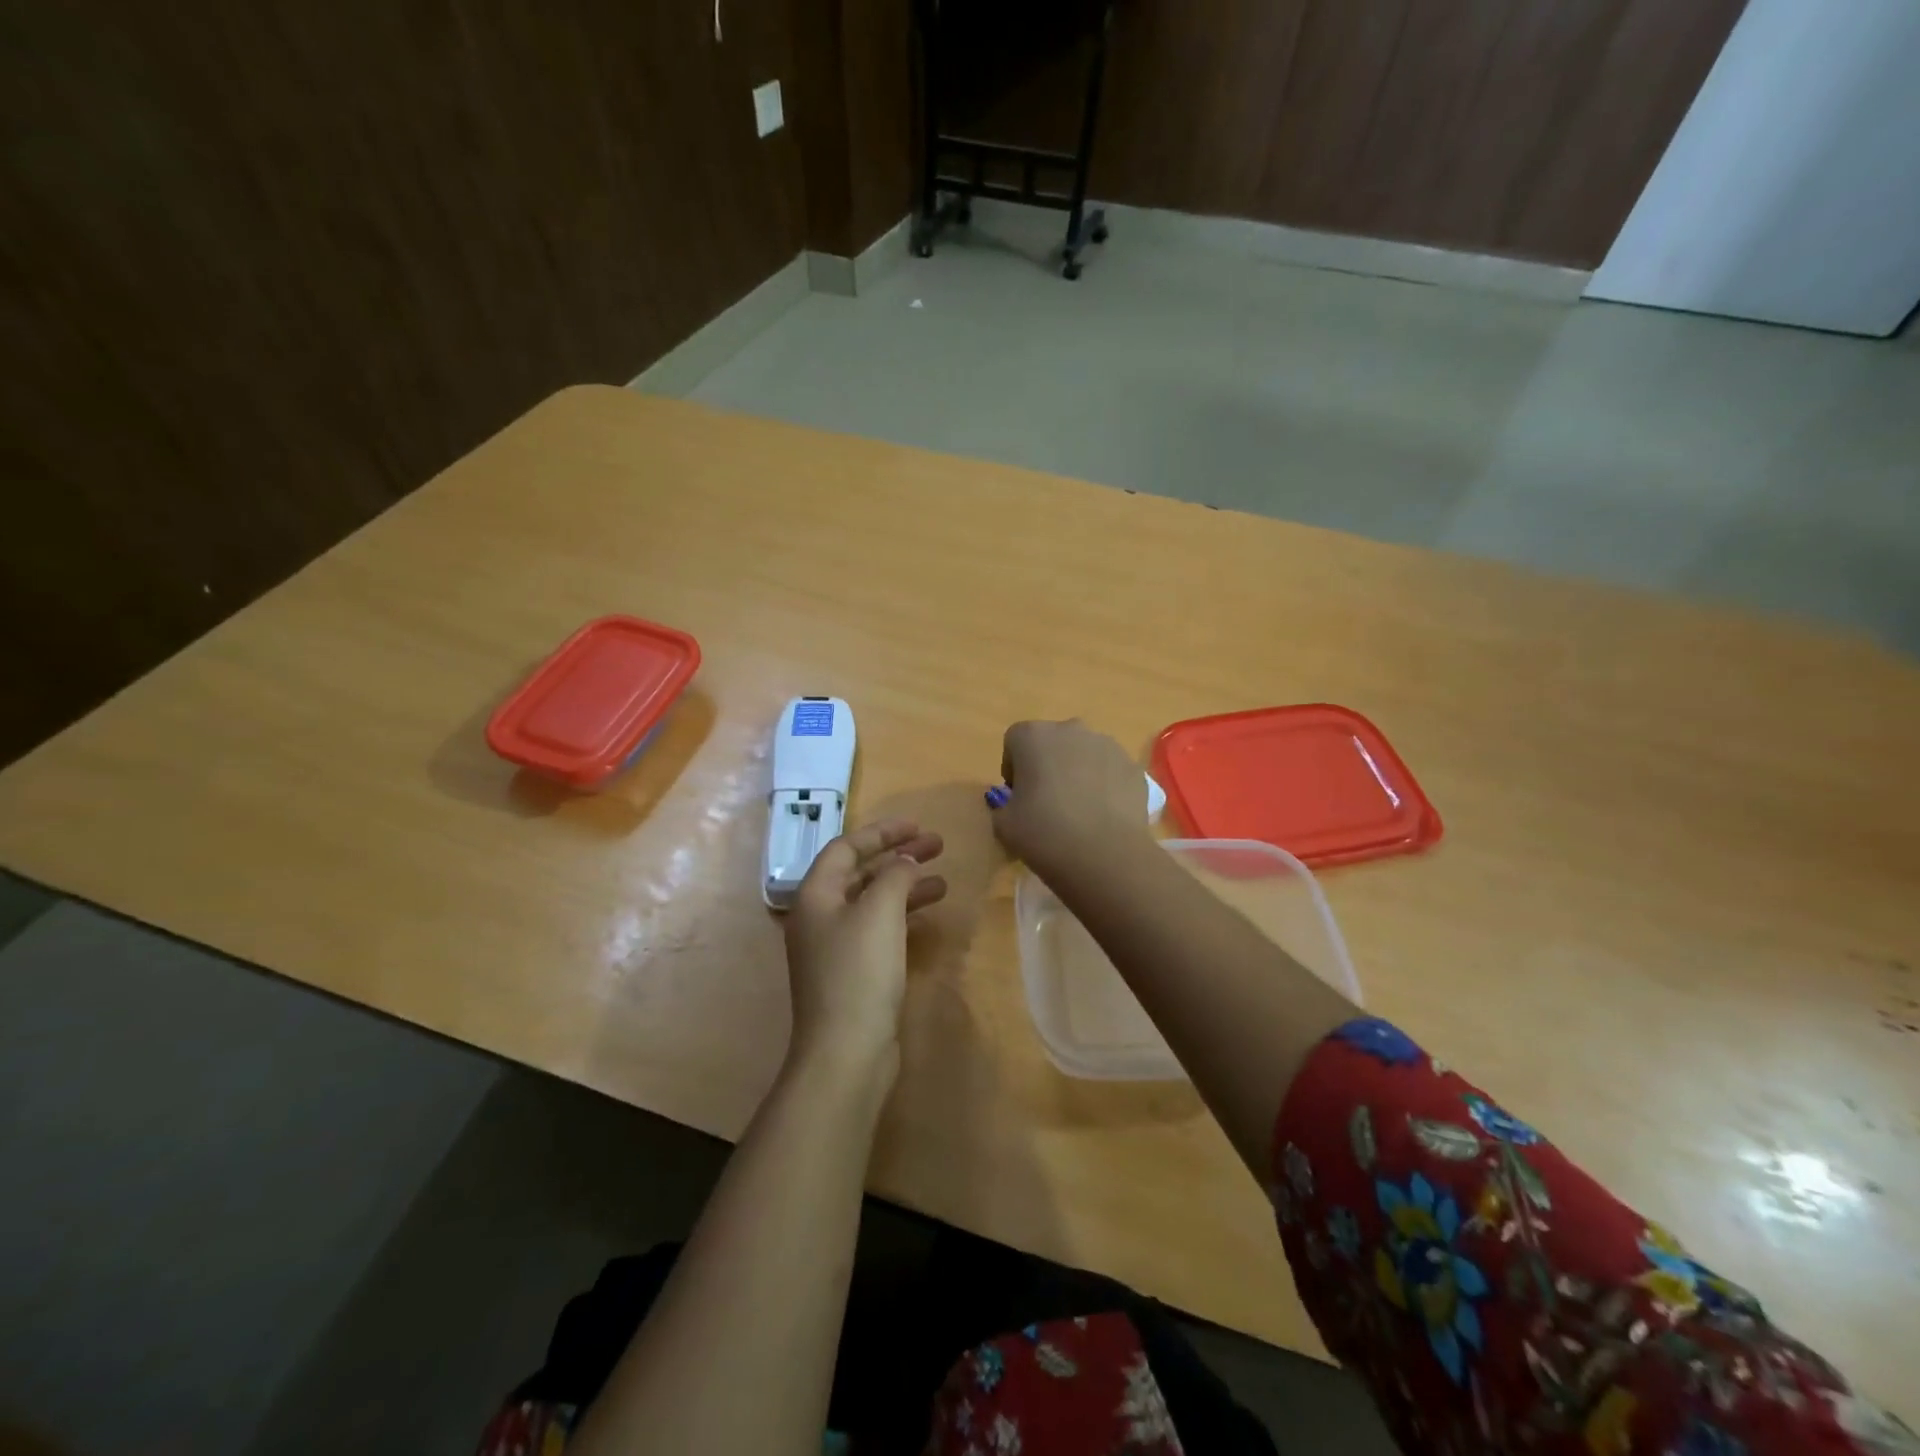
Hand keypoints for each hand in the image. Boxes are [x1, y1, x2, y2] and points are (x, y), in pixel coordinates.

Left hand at [783, 818, 946, 1077]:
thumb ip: (895, 875)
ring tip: (943, 882)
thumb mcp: (880, 912)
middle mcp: (819, 916)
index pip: (846, 847)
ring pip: (872, 902)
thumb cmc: (859, 972)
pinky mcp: (852, 973)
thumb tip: (904, 862)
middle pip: (860, 873)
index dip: (882, 832)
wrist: (846, 1051)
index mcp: (815, 895)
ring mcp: (834, 947)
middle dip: (898, 857)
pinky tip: (928, 918)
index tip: (917, 826)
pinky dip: (902, 917)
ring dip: (905, 887)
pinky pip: (878, 930)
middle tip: (937, 846)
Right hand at [989, 720, 1153, 880]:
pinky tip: (1102, 815)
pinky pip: (1110, 771)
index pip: (1014, 741)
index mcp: (1033, 736)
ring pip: (1084, 754)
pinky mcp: (1133, 766)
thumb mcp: (1004, 824)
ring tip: (1079, 810)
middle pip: (1052, 742)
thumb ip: (1003, 806)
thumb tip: (1015, 805)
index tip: (1017, 795)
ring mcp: (1107, 745)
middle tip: (1046, 801)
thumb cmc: (1044, 833)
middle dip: (1047, 764)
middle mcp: (1071, 729)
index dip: (1013, 767)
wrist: (1105, 855)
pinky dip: (1104, 785)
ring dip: (1077, 772)